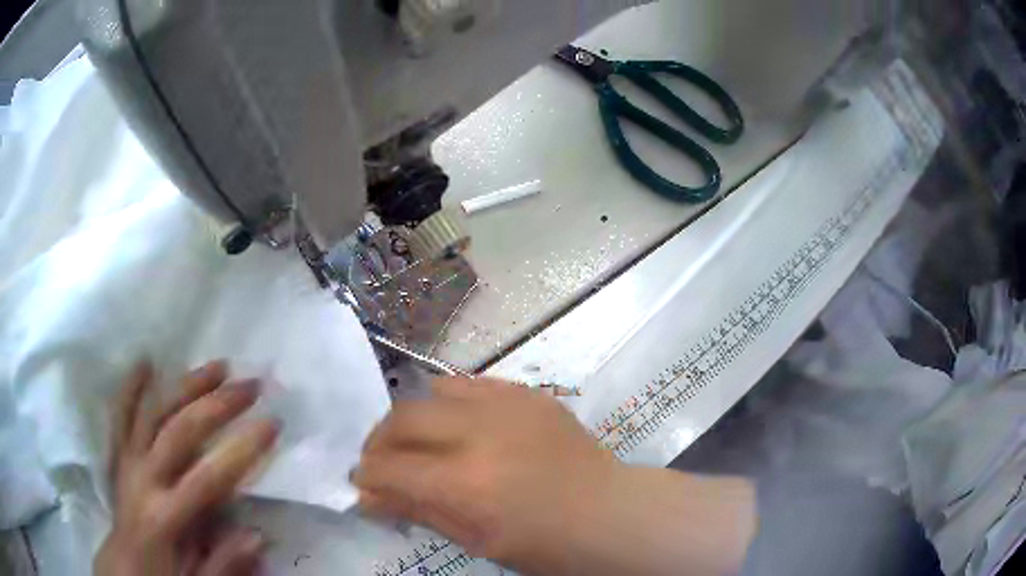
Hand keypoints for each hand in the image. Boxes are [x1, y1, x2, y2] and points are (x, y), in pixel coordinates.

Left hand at [94, 361, 279, 575]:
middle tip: (250, 384)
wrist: (123, 566)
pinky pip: (121, 416)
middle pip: (179, 431)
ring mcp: (128, 461)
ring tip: (215, 366)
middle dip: (217, 405)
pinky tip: (146, 362)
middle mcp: (144, 479)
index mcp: (165, 516)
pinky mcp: (119, 455)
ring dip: (184, 385)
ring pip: (153, 412)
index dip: (241, 449)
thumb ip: (225, 564)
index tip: (272, 423)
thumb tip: (258, 534)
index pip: (208, 478)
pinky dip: (131, 388)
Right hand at [353, 378, 621, 573]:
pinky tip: (459, 424)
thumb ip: (418, 510)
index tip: (362, 483)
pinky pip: (474, 384)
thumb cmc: (545, 545)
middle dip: (379, 441)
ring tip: (419, 441)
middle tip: (381, 461)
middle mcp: (481, 433)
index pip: (390, 468)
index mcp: (466, 483)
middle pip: (403, 418)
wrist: (609, 514)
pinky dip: (453, 402)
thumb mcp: (476, 540)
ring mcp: (508, 405)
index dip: (366, 475)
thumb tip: (367, 494)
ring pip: (434, 391)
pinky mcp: (529, 394)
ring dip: (415, 417)